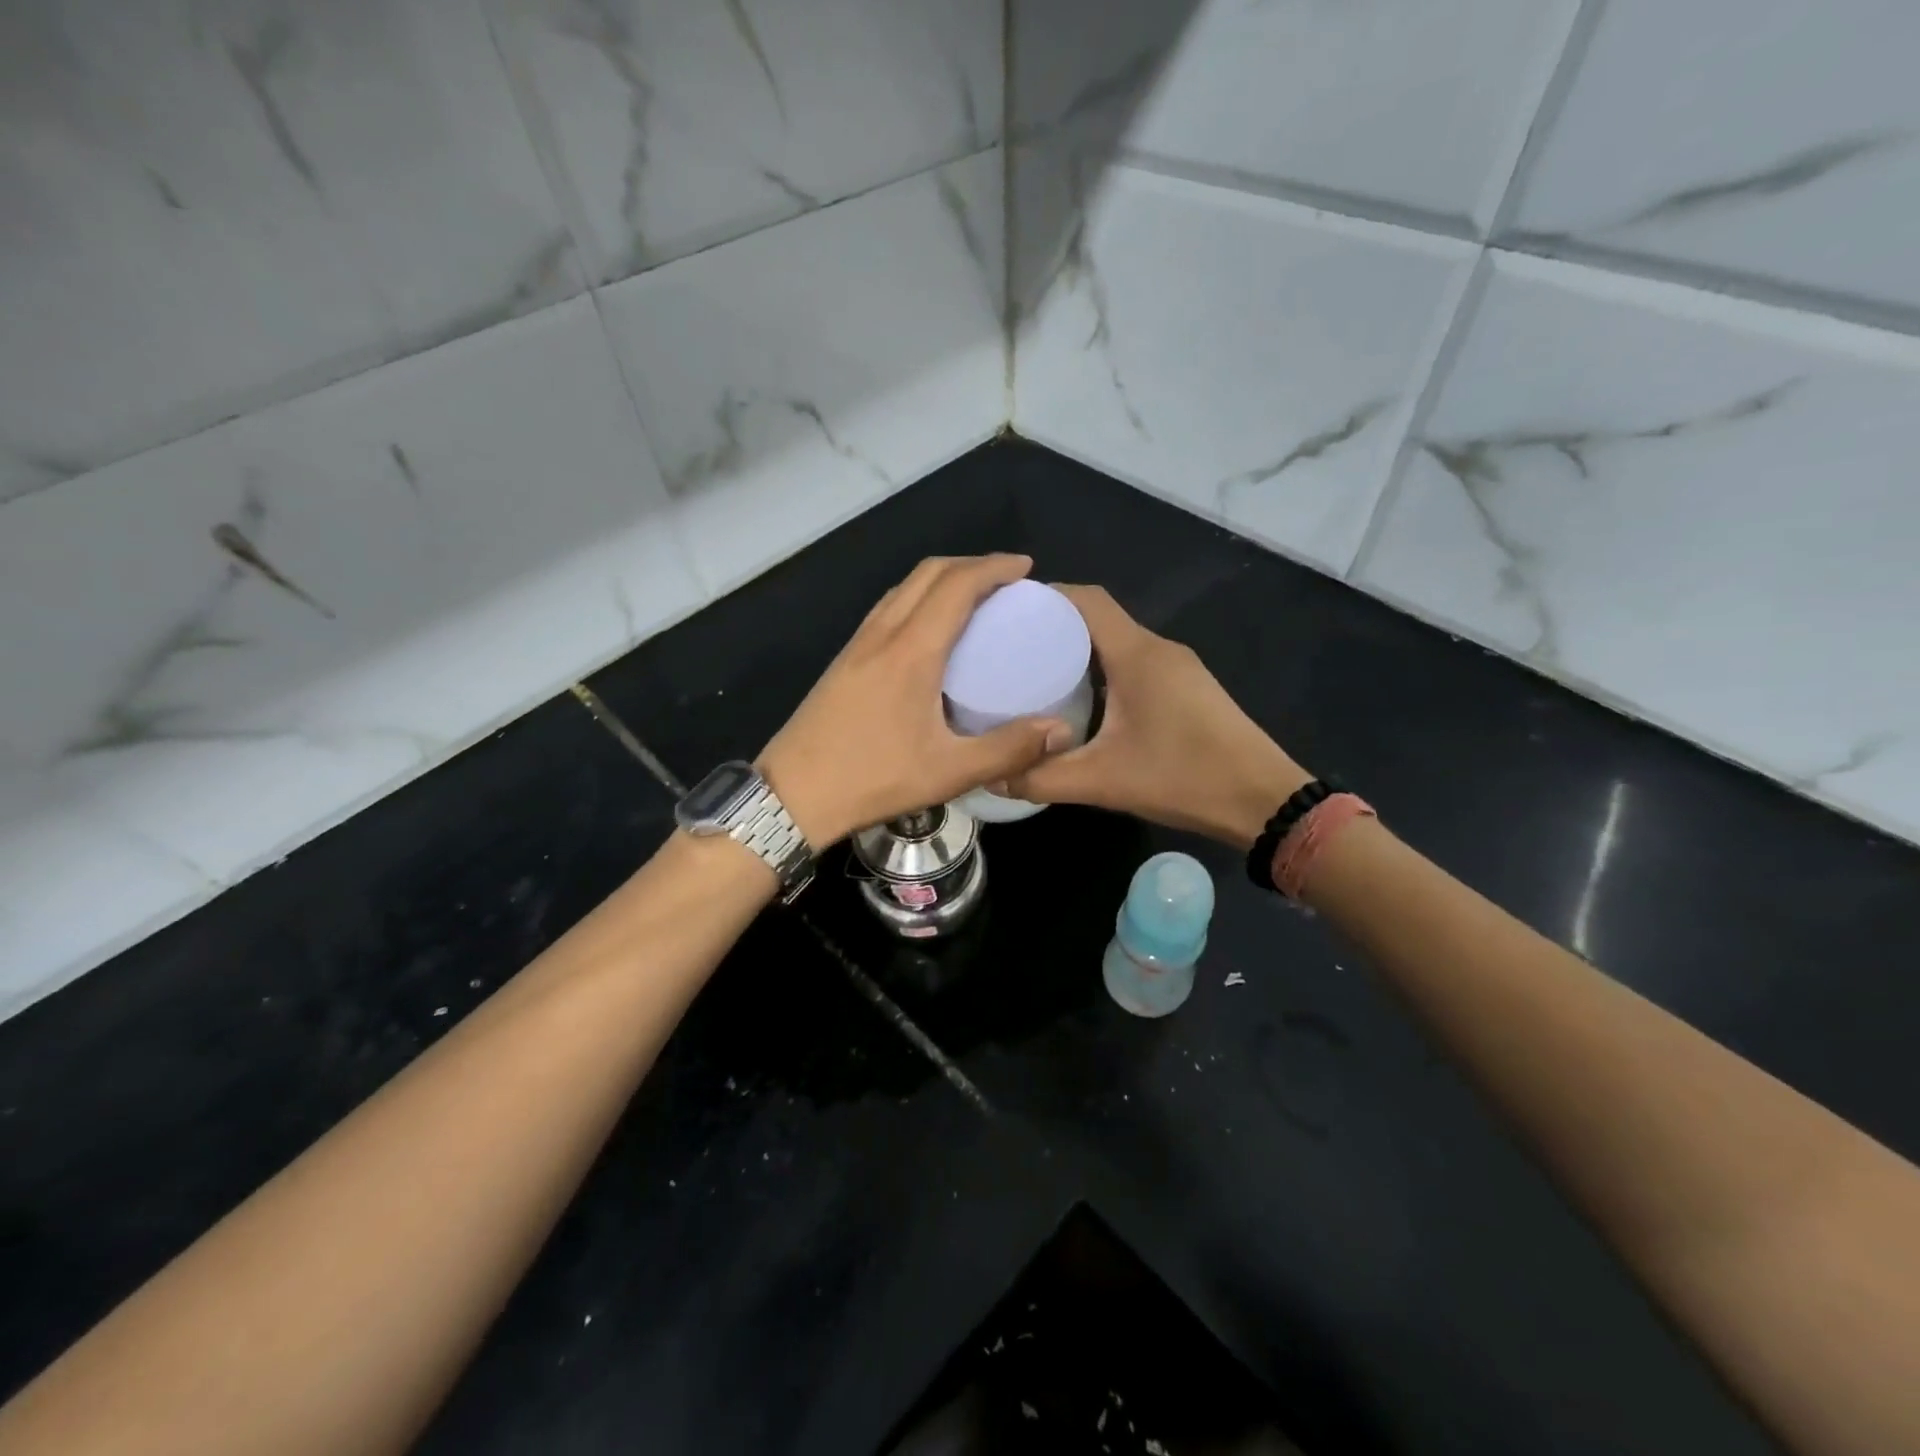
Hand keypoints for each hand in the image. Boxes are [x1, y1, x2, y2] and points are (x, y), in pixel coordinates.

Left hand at [758, 555, 1075, 845]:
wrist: (792, 795)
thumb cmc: (873, 779)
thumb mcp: (949, 772)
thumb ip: (1008, 749)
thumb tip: (1061, 729)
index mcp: (911, 650)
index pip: (957, 585)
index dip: (994, 567)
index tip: (1026, 569)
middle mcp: (882, 634)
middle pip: (928, 573)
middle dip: (971, 565)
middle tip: (1007, 580)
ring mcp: (858, 644)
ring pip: (903, 588)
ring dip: (942, 579)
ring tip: (975, 598)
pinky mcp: (845, 660)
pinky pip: (888, 608)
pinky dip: (918, 599)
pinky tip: (931, 631)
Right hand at [1003, 586, 1311, 848]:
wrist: (1264, 801)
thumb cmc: (1184, 779)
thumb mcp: (1103, 782)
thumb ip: (1042, 778)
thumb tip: (993, 776)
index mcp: (1137, 654)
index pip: (1085, 600)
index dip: (1044, 596)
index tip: (1003, 613)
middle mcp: (1157, 649)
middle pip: (1097, 616)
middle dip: (1052, 624)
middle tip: (1008, 647)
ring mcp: (1176, 667)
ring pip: (1116, 640)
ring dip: (1077, 648)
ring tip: (1033, 671)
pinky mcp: (1186, 687)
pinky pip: (1133, 661)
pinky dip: (1101, 667)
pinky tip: (1080, 698)